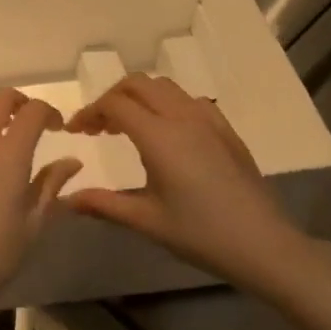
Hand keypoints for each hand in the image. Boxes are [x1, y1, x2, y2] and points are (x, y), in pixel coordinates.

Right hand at [63, 74, 303, 281]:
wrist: (264, 244)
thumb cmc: (200, 234)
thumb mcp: (146, 221)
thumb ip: (103, 204)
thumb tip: (66, 199)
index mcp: (159, 136)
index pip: (114, 104)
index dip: (89, 112)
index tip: (75, 132)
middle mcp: (182, 117)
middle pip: (138, 84)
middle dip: (111, 97)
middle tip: (97, 126)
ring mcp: (208, 120)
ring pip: (164, 87)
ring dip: (139, 97)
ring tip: (127, 126)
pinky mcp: (226, 130)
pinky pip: (189, 100)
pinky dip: (166, 103)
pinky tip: (166, 132)